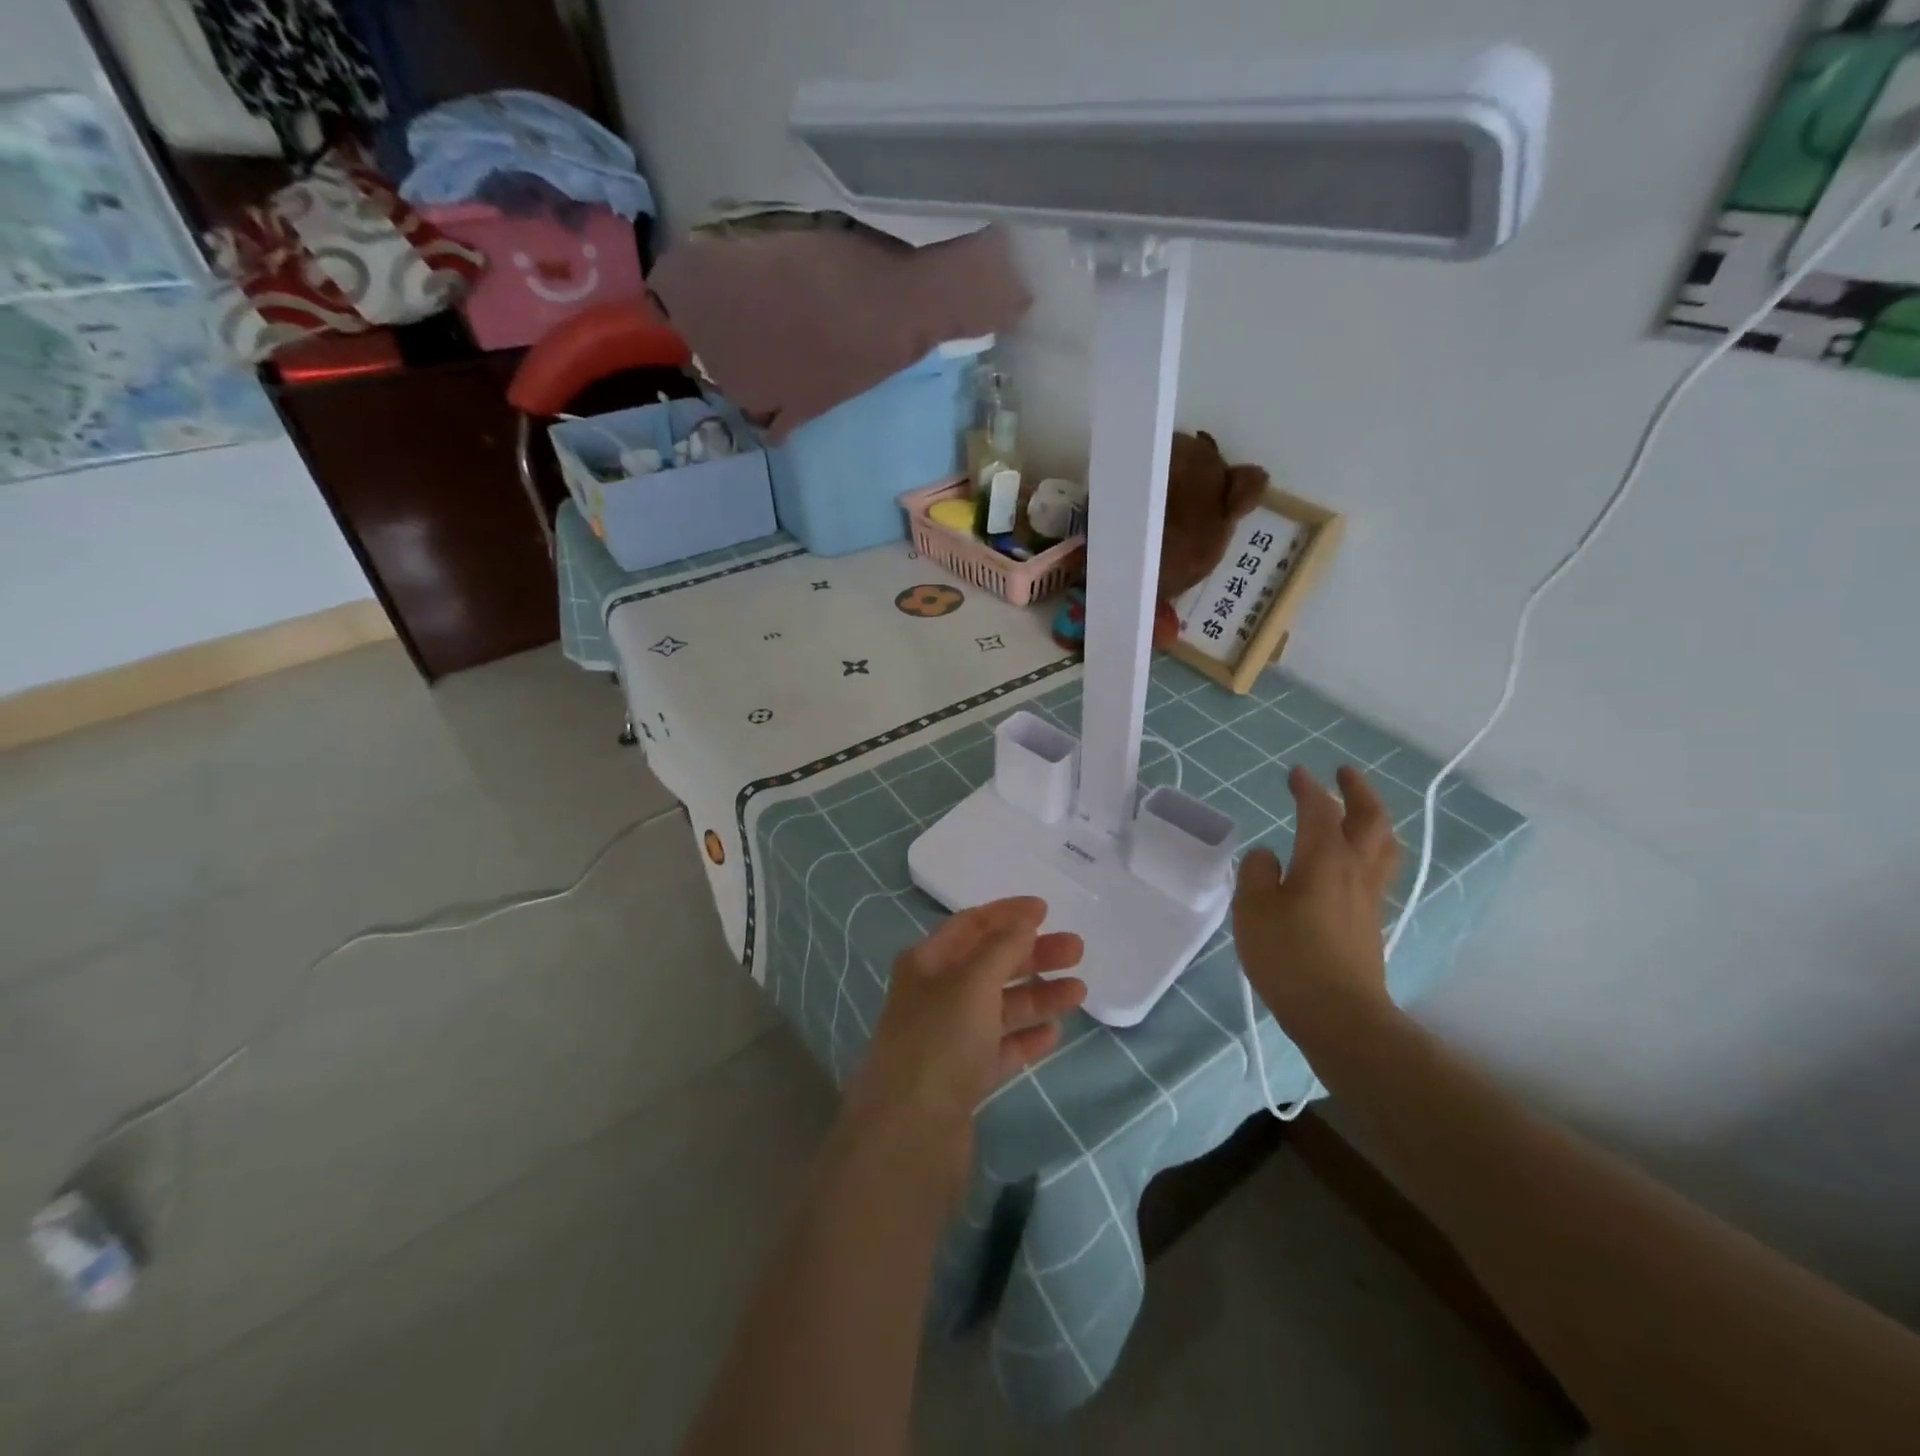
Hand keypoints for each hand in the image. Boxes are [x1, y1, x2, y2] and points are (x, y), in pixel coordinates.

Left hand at [840, 898, 1085, 1203]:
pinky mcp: (963, 1079)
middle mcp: (936, 996)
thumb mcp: (972, 984)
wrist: (909, 1136)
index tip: (1046, 909)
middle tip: (1076, 950)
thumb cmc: (939, 1042)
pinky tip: (1054, 1034)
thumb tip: (1024, 921)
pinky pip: (1000, 1049)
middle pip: (990, 965)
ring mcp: (949, 1040)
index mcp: (927, 964)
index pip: (970, 926)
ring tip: (1079, 992)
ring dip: (1037, 996)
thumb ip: (1002, 949)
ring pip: (999, 1008)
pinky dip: (1025, 1038)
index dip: (1007, 914)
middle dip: (1032, 955)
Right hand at [1232, 765, 1398, 1048]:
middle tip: (1344, 774)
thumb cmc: (1289, 956)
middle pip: (1370, 819)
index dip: (1307, 788)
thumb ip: (1256, 873)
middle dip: (1358, 791)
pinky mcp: (1371, 921)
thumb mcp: (1252, 909)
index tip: (1296, 772)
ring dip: (1374, 819)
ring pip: (1383, 845)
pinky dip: (1371, 848)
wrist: (1339, 1014)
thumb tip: (1268, 856)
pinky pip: (1379, 869)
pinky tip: (1353, 861)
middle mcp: (1354, 870)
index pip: (1319, 810)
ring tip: (1360, 810)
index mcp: (1324, 858)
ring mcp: (1369, 897)